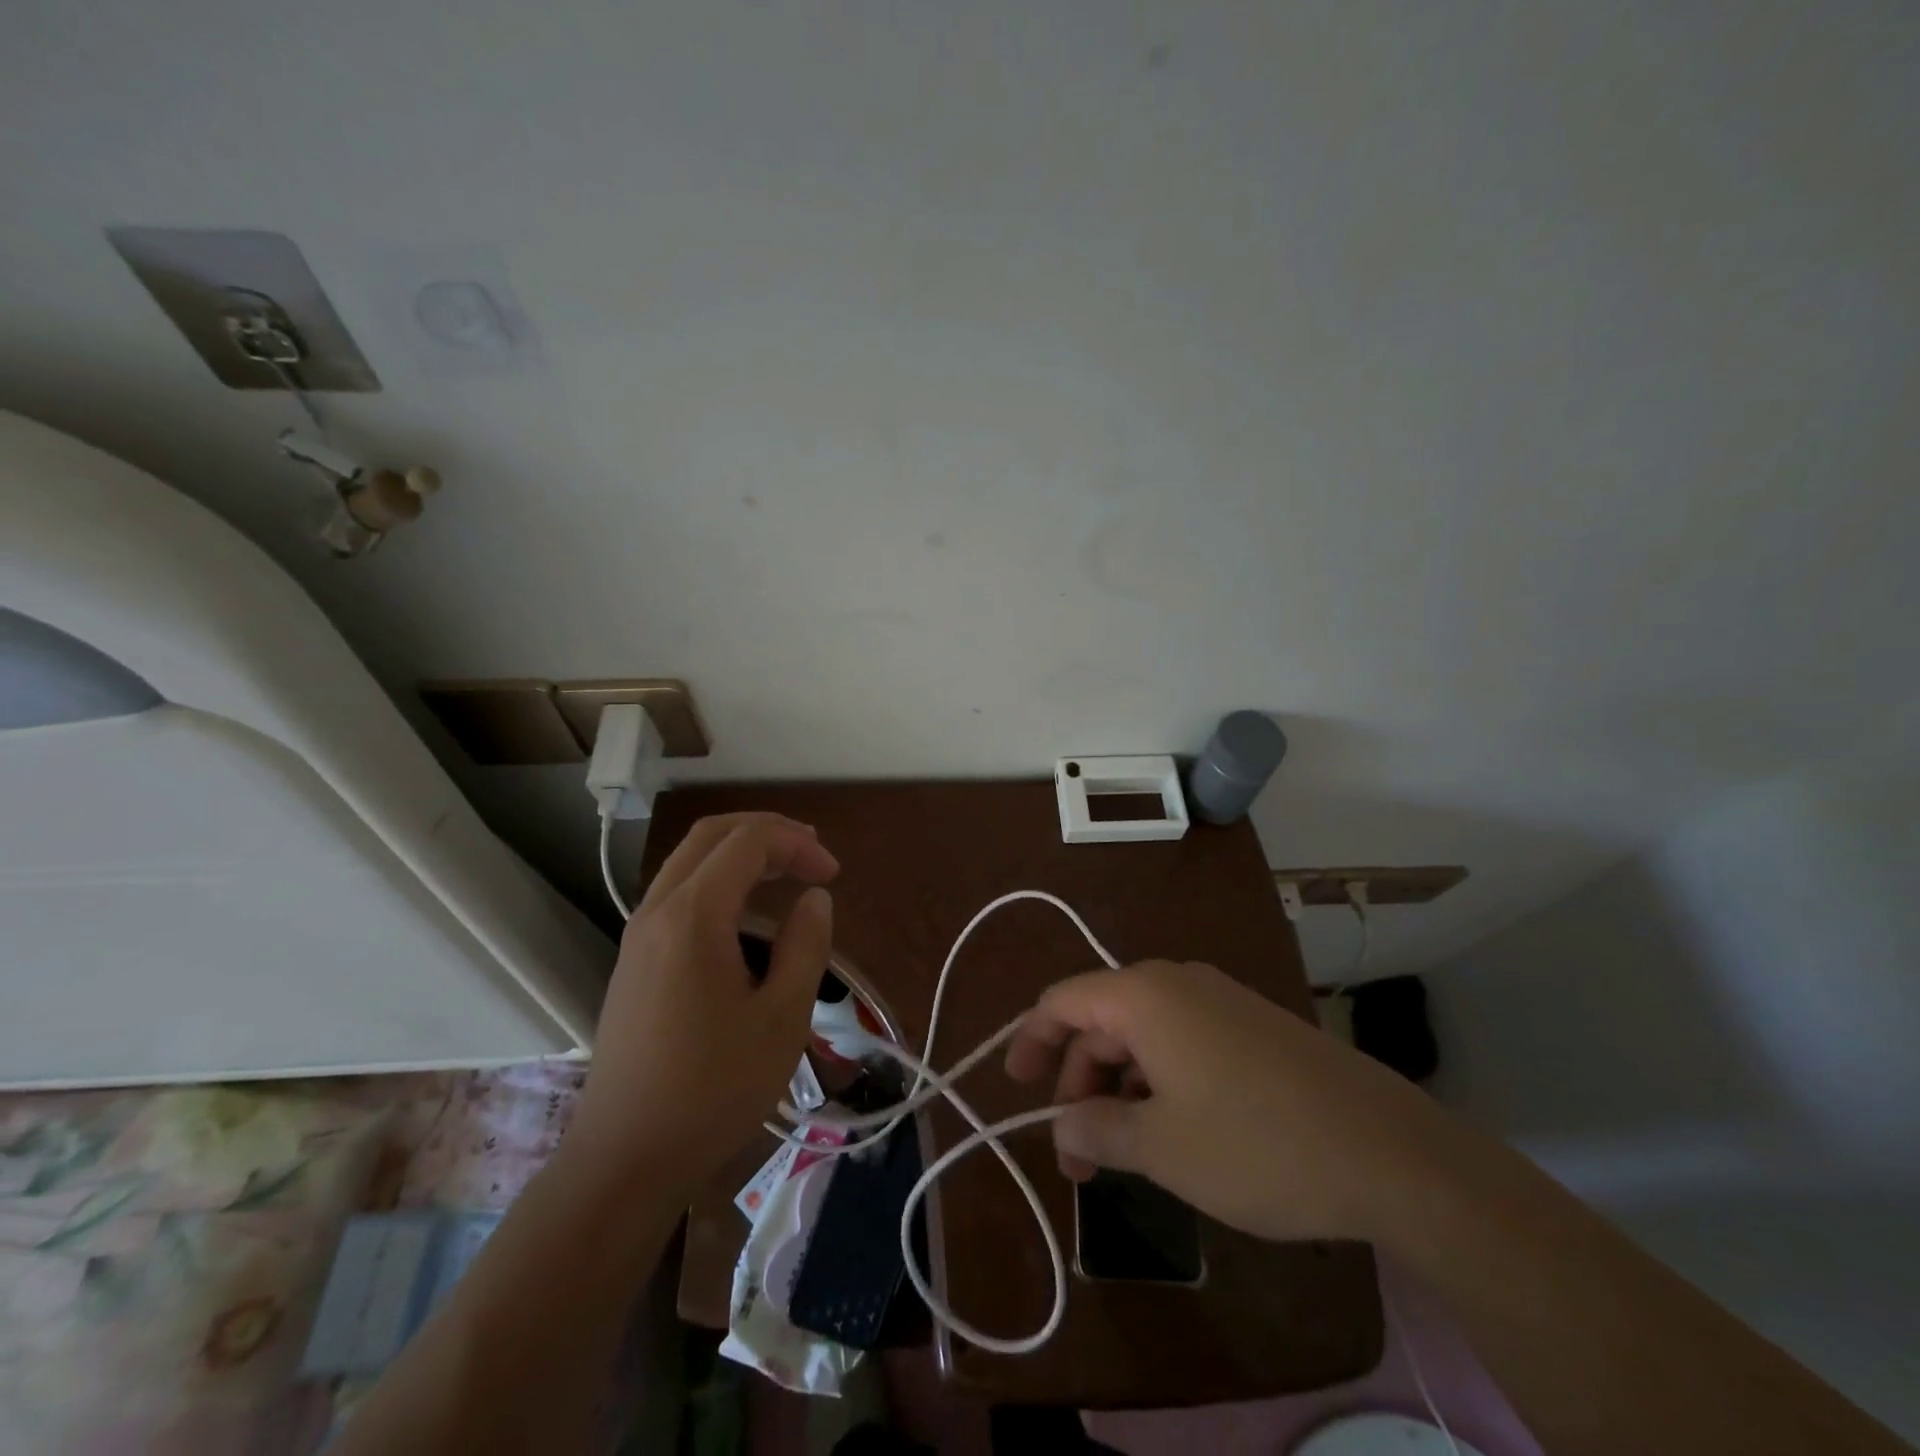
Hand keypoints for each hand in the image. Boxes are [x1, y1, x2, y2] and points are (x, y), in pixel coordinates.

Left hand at [568, 813, 838, 1193]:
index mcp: (692, 915)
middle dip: (767, 832)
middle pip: (711, 836)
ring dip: (740, 854)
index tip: (833, 876)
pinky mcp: (633, 962)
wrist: (623, 1160)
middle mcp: (657, 911)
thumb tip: (814, 899)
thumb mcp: (782, 1017)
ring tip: (786, 875)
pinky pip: (678, 895)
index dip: (797, 843)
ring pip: (690, 862)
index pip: (748, 841)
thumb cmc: (712, 1090)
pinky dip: (718, 883)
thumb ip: (806, 945)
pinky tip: (746, 920)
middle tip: (812, 854)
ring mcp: (638, 936)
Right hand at [1005, 960, 1458, 1242]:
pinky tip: (1171, 1130)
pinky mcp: (1252, 1025)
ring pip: (1143, 1033)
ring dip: (1119, 1086)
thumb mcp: (1162, 1148)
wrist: (1388, 1151)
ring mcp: (1220, 1000)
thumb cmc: (1256, 1144)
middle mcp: (1177, 982)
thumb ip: (1098, 1128)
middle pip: (1102, 1020)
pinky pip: (1182, 1040)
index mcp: (1144, 996)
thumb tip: (1064, 1124)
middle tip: (1076, 1152)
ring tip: (1121, 1151)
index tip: (1016, 1087)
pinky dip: (1158, 1079)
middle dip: (1079, 1080)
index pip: (1063, 1001)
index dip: (1031, 1040)